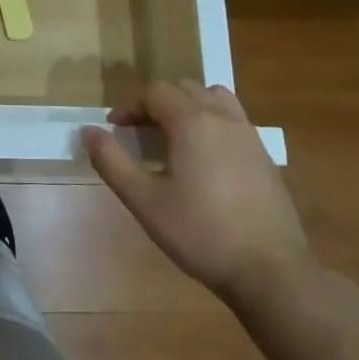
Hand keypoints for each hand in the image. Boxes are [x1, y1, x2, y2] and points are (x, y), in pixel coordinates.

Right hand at [82, 81, 313, 310]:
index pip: (155, 92)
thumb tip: (87, 131)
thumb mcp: (144, 201)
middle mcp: (223, 117)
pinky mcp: (264, 155)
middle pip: (184, 89)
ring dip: (188, 106)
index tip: (114, 129)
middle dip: (157, 103)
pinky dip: (212, 122)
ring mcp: (249, 134)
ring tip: (174, 137)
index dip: (130, 106)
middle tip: (139, 134)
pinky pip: (233, 119)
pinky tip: (204, 159)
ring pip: (214, 98)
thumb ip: (112, 161)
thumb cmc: (200, 233)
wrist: (270, 270)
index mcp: (192, 121)